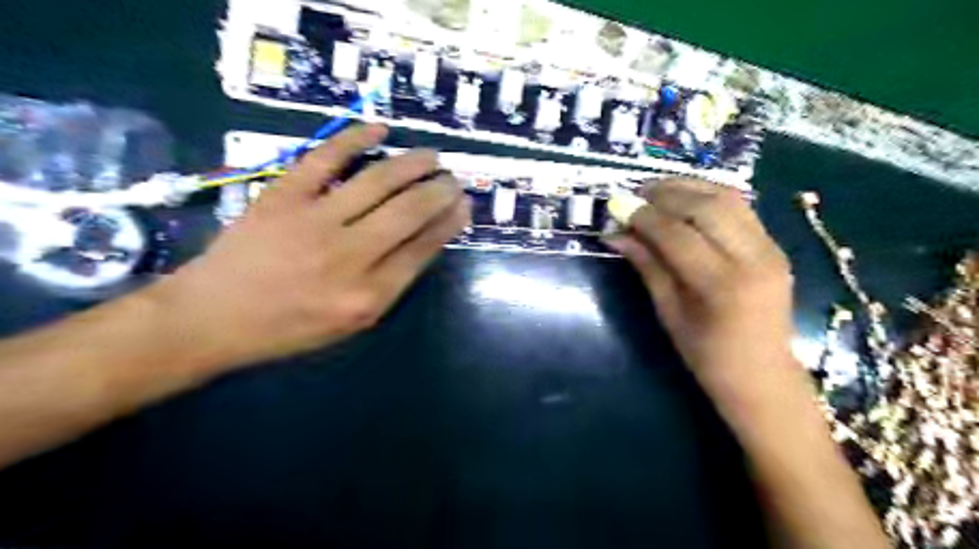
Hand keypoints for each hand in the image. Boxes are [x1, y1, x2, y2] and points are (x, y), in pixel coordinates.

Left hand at [146, 123, 471, 372]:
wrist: (212, 318)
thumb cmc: (289, 328)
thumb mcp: (351, 323)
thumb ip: (390, 283)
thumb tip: (423, 241)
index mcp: (368, 295)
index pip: (422, 248)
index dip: (448, 222)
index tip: (463, 205)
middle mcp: (349, 257)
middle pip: (408, 212)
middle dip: (439, 191)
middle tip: (452, 179)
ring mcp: (314, 222)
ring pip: (378, 181)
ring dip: (412, 164)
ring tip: (431, 156)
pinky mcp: (283, 197)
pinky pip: (324, 158)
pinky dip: (354, 139)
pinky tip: (379, 130)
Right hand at [605, 180, 794, 394]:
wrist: (763, 376)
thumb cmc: (707, 356)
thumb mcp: (668, 313)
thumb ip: (647, 266)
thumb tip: (616, 235)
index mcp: (722, 285)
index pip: (677, 234)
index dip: (643, 216)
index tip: (616, 207)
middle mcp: (753, 258)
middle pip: (706, 206)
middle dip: (665, 193)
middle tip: (634, 194)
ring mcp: (770, 248)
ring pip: (727, 198)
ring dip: (688, 187)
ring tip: (655, 191)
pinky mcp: (774, 245)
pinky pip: (739, 207)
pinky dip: (708, 196)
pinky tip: (684, 200)